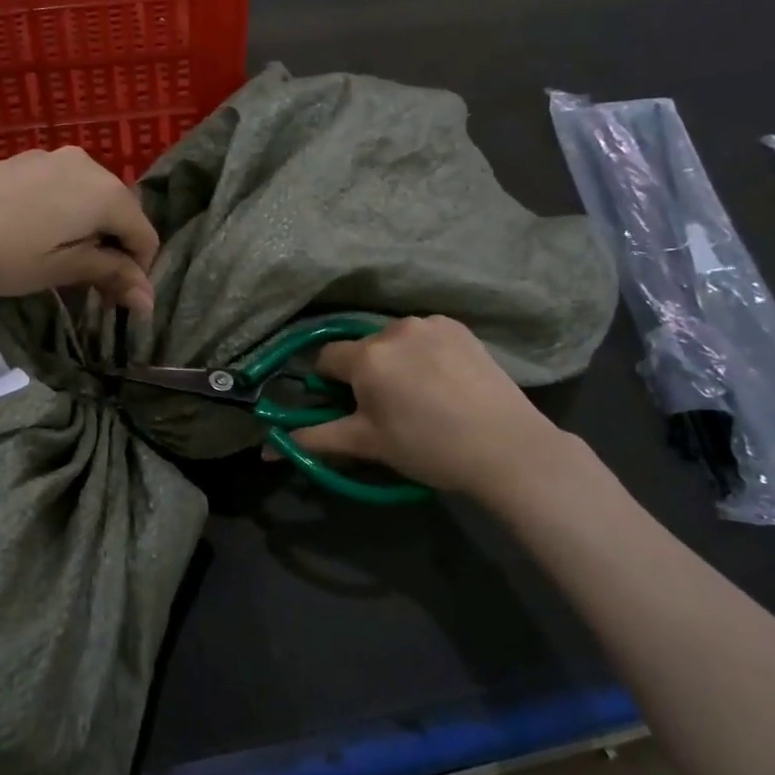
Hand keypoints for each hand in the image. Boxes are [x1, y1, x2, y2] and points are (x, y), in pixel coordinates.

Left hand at [0, 149, 159, 314]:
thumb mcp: (62, 269)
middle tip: (92, 287)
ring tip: (65, 263)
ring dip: (92, 232)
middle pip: (121, 212)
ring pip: (93, 198)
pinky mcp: (27, 160)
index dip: (138, 272)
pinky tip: (40, 236)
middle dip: (115, 251)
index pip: (144, 235)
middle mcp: (89, 165)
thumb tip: (149, 299)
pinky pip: (66, 188)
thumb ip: (110, 275)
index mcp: (106, 192)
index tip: (116, 301)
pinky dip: (68, 214)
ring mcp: (55, 157)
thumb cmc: (5, 254)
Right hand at [288, 317, 573, 499]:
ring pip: (394, 340)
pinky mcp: (459, 327)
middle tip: (388, 408)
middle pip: (362, 348)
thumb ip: (315, 439)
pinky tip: (444, 381)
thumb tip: (267, 451)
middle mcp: (393, 329)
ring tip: (421, 395)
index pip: (326, 358)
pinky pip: (425, 335)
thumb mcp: (367, 445)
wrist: (507, 447)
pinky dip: (424, 352)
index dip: (331, 384)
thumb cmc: (427, 447)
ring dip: (395, 360)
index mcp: (366, 356)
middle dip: (365, 373)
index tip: (350, 407)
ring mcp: (430, 324)